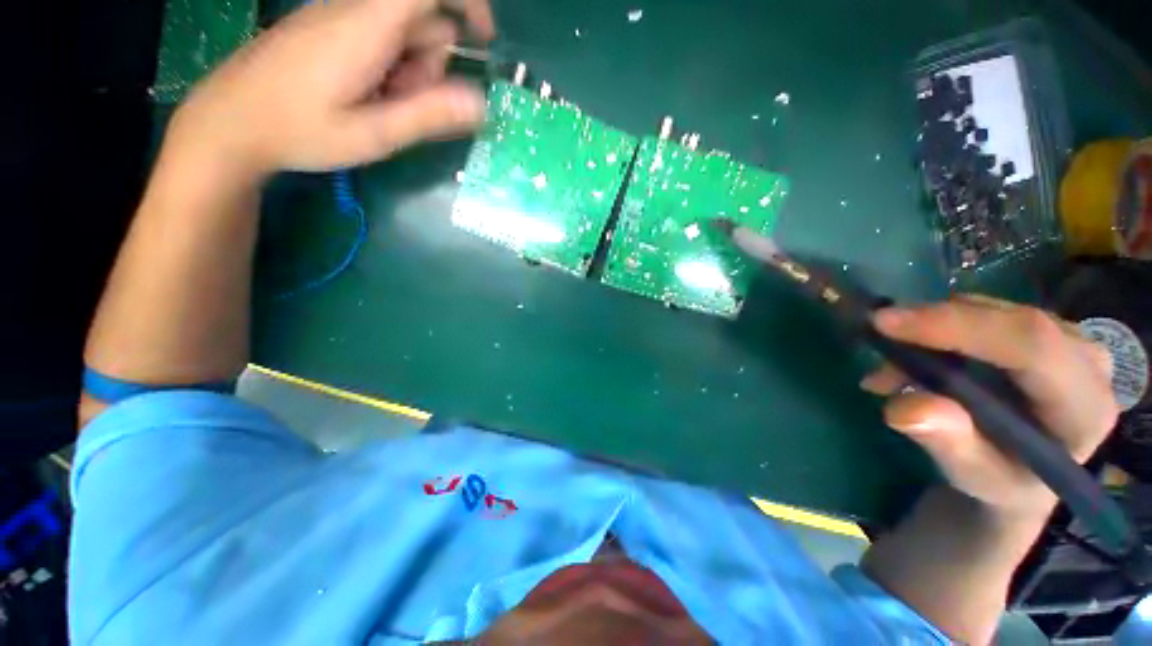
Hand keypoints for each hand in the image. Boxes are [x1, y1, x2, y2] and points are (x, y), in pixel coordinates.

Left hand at [169, 0, 493, 176]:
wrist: (228, 122)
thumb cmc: (300, 131)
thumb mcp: (373, 134)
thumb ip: (429, 116)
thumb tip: (481, 104)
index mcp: (368, 27)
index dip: (468, 3)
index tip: (484, 41)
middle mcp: (355, 9)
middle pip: (423, 22)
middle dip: (432, 65)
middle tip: (405, 106)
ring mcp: (338, 16)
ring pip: (402, 32)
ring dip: (409, 72)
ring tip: (380, 106)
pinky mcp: (328, 27)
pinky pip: (378, 37)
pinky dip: (387, 67)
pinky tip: (365, 94)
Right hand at [861, 295, 1117, 519]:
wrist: (1022, 474)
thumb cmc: (1002, 482)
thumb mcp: (974, 478)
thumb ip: (950, 445)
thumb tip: (907, 408)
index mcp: (1084, 407)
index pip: (1031, 345)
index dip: (957, 326)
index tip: (885, 324)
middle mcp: (1088, 361)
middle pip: (1010, 320)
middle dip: (935, 326)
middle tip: (877, 341)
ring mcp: (1070, 339)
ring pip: (991, 311)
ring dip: (931, 332)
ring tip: (892, 371)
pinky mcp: (1043, 330)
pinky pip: (985, 312)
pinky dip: (939, 330)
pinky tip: (913, 360)